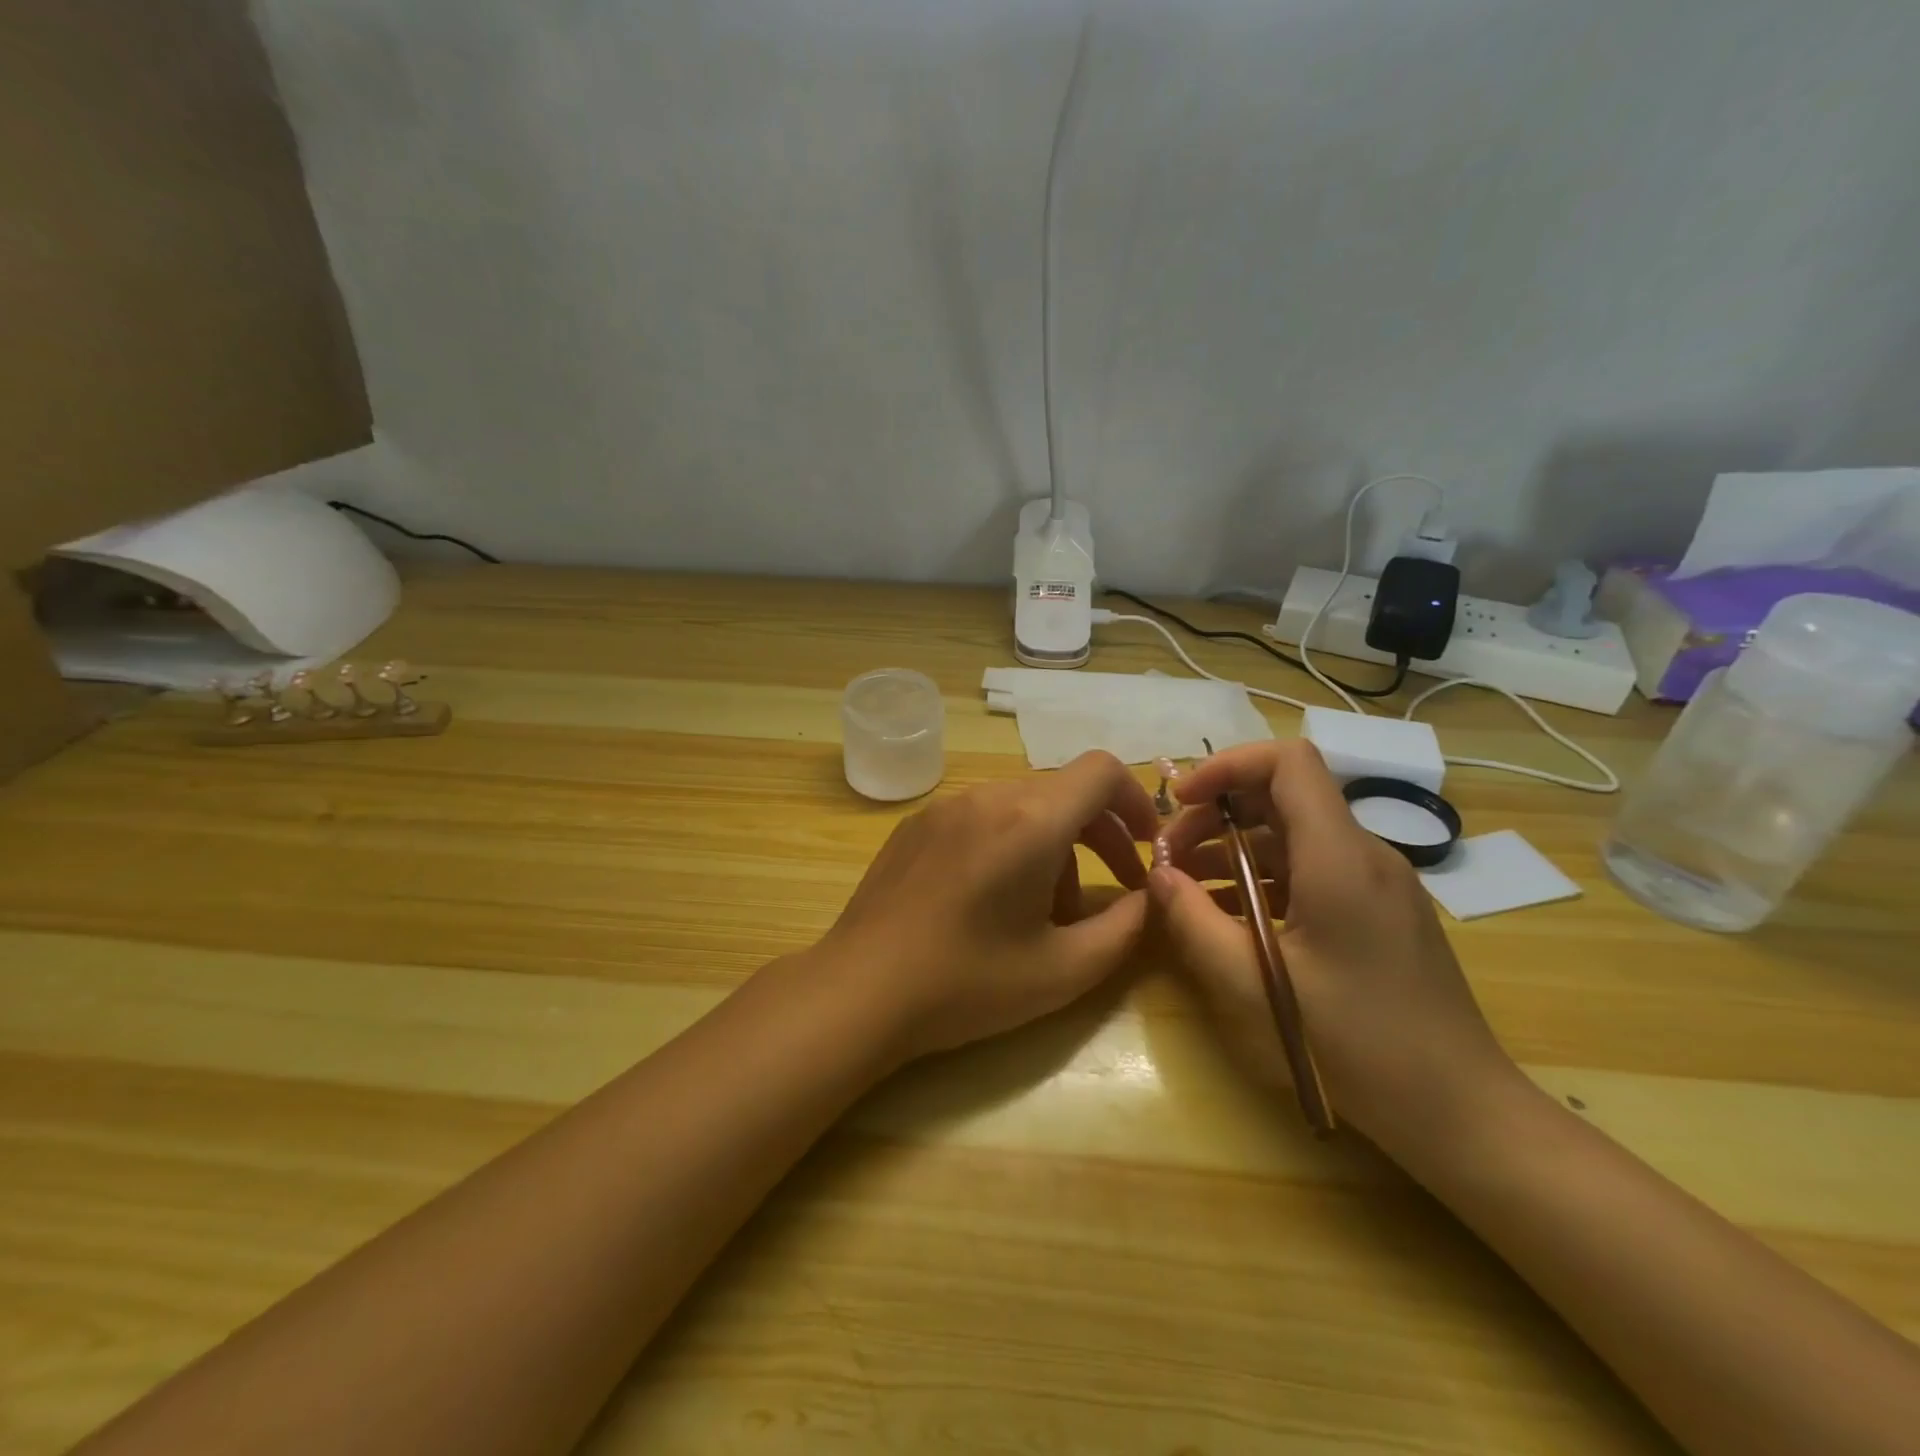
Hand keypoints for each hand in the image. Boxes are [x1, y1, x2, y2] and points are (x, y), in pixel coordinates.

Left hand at [814, 750, 1157, 1062]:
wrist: (860, 990)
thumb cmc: (967, 984)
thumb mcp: (1065, 970)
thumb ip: (1126, 928)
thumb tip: (1152, 897)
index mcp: (1029, 820)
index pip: (1101, 770)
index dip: (1135, 801)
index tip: (1146, 847)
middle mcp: (988, 796)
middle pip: (1064, 792)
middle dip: (1100, 836)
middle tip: (1115, 890)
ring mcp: (946, 806)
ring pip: (1023, 807)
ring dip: (1053, 846)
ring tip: (1044, 912)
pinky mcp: (916, 824)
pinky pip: (982, 817)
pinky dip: (1009, 843)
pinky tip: (991, 900)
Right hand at [1150, 740, 1523, 1154]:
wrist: (1460, 1110)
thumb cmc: (1357, 1044)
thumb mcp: (1254, 985)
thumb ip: (1194, 921)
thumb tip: (1158, 875)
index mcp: (1339, 857)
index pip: (1288, 762)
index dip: (1227, 765)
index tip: (1180, 800)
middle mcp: (1364, 854)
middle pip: (1281, 796)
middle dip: (1215, 815)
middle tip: (1168, 858)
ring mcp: (1376, 882)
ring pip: (1292, 834)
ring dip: (1232, 849)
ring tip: (1186, 888)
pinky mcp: (1378, 909)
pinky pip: (1310, 869)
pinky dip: (1261, 878)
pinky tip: (1228, 916)